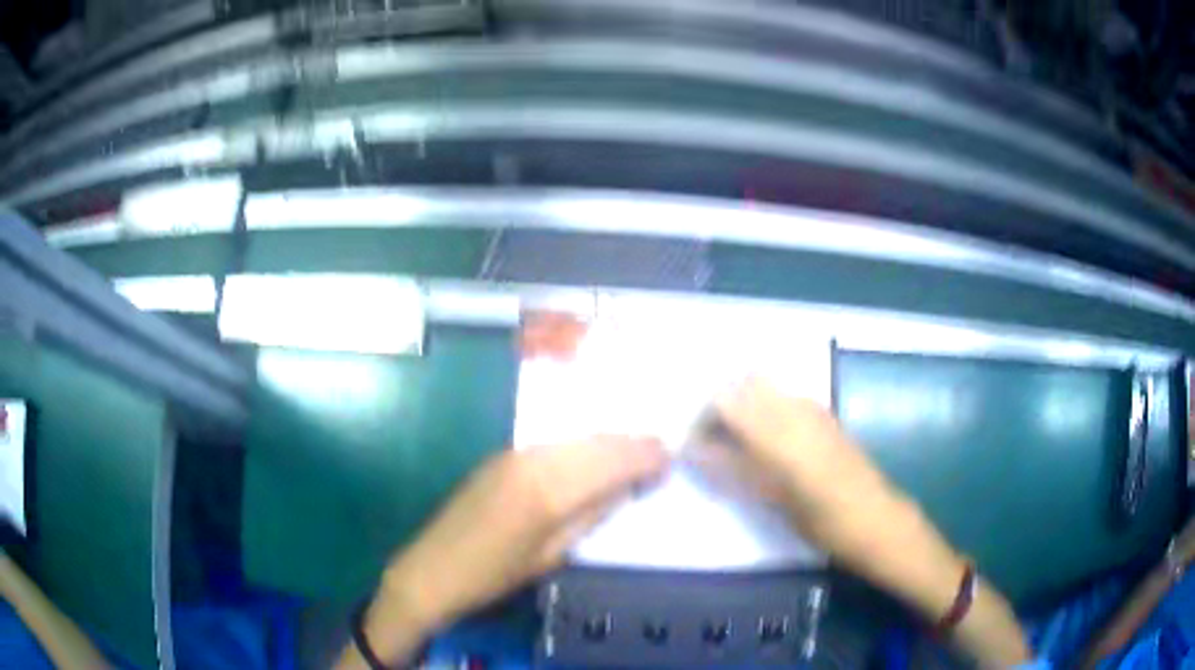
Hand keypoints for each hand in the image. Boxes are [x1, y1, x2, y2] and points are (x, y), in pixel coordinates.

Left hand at [338, 436, 667, 667]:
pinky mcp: (503, 453)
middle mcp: (534, 459)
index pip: (612, 461)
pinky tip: (593, 453)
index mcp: (549, 490)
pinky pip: (555, 441)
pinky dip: (582, 444)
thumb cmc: (496, 575)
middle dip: (631, 442)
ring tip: (634, 449)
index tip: (670, 456)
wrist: (434, 568)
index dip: (645, 456)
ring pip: (576, 436)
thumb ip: (592, 515)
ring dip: (608, 440)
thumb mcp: (553, 555)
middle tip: (659, 449)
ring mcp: (515, 452)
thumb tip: (626, 486)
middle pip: (596, 440)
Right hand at [702, 378, 1030, 666]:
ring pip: (763, 389)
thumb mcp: (773, 500)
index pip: (724, 399)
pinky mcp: (825, 417)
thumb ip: (730, 469)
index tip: (692, 447)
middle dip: (718, 408)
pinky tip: (766, 448)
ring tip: (735, 450)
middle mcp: (795, 407)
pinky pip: (782, 401)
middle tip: (710, 446)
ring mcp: (813, 409)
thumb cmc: (825, 521)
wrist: (880, 521)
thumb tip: (693, 450)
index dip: (701, 418)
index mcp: (779, 428)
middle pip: (742, 385)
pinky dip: (762, 414)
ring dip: (741, 409)